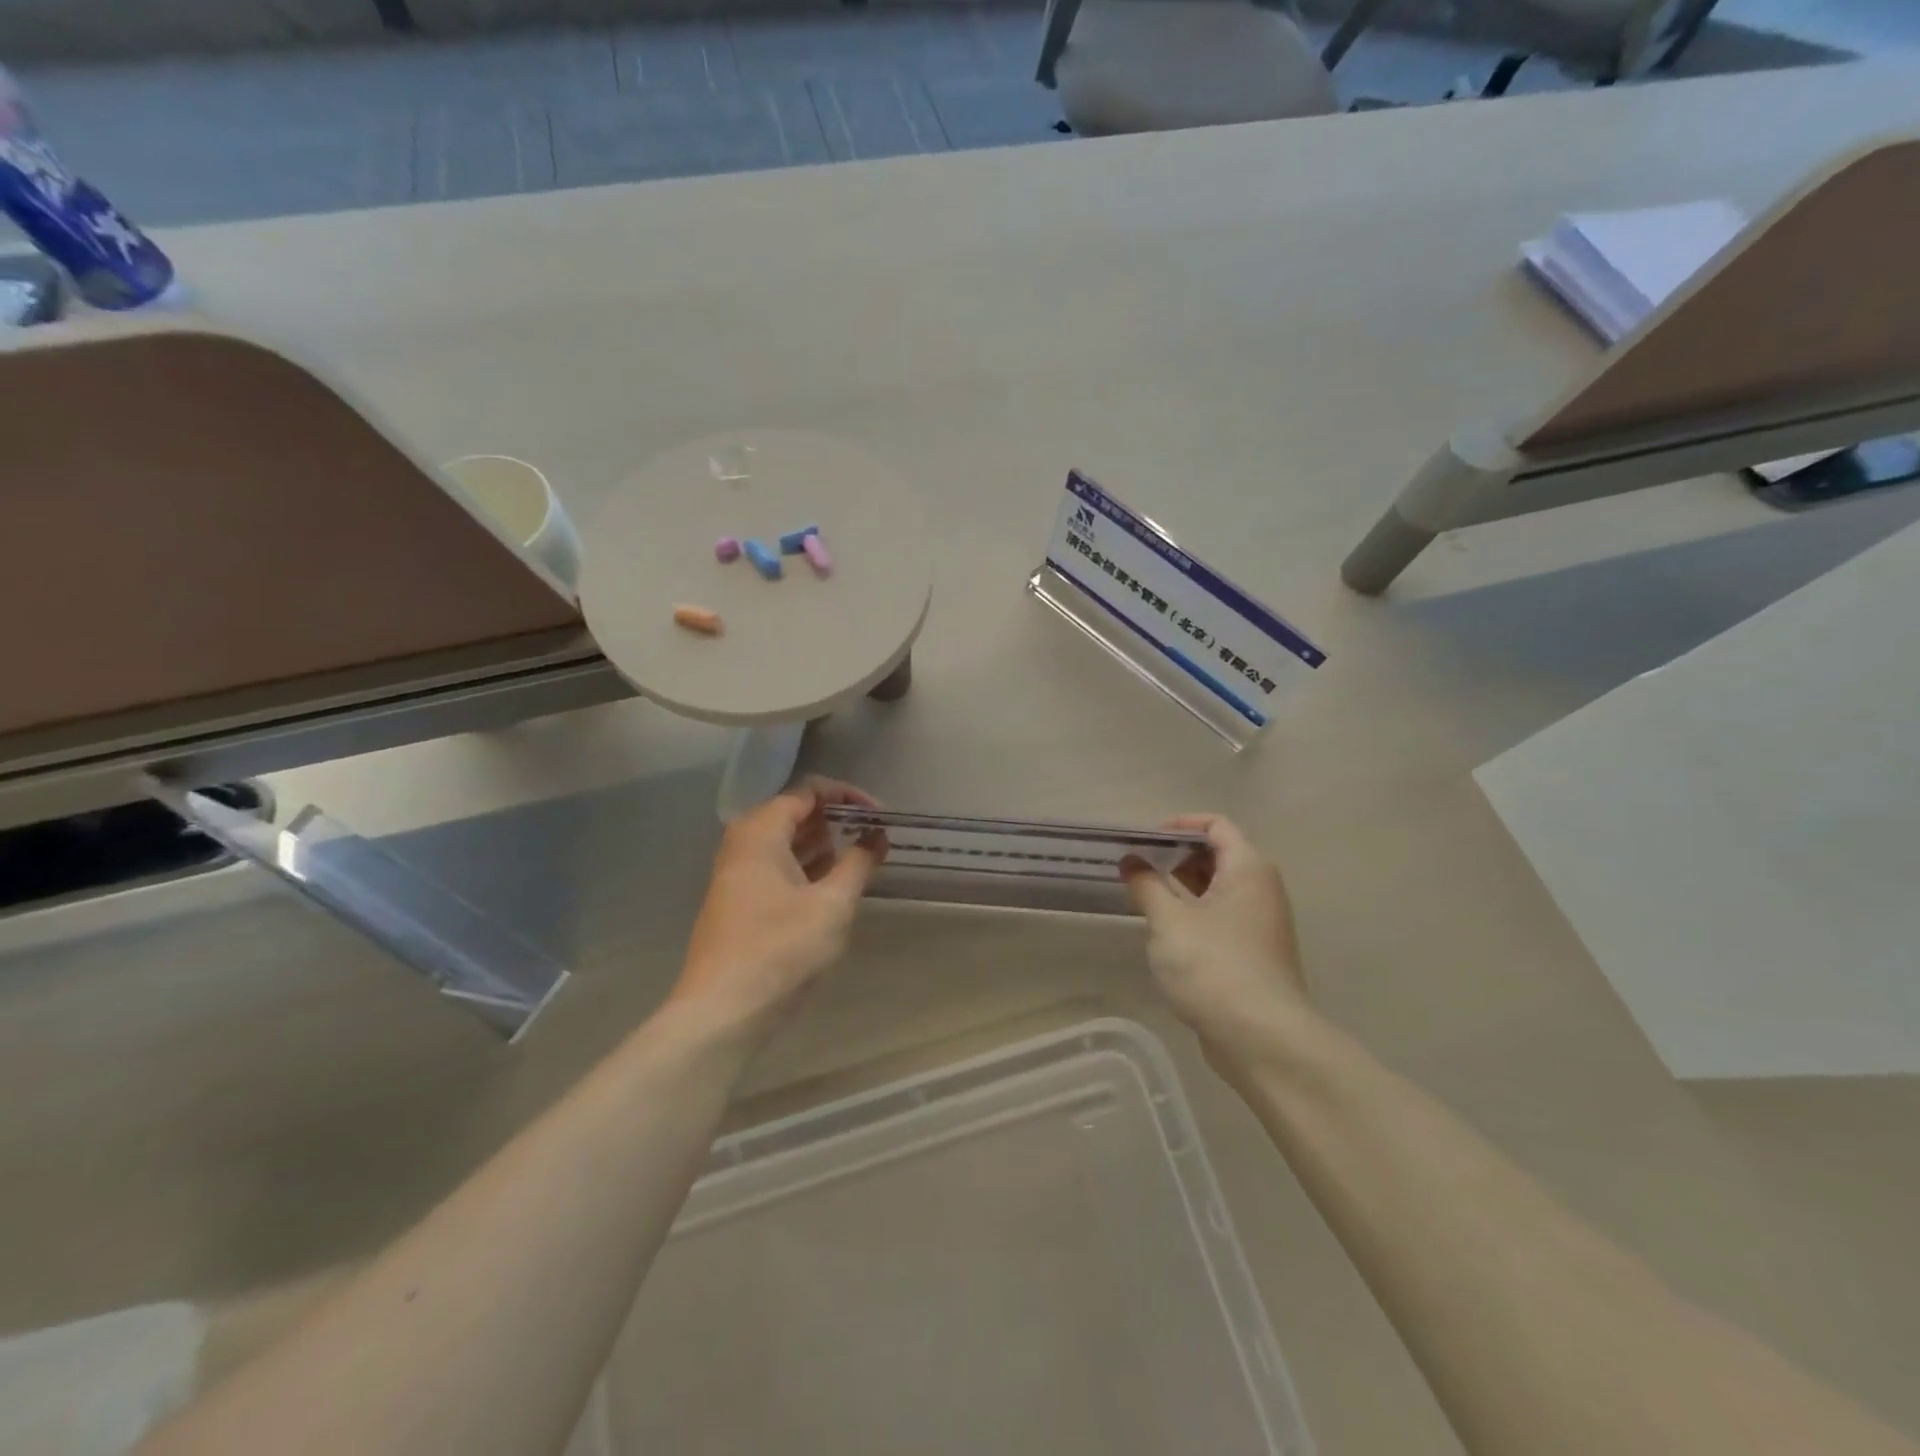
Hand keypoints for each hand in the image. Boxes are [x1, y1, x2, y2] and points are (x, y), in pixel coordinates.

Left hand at [670, 779, 886, 1045]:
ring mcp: (738, 875)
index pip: (808, 792)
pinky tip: (834, 884)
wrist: (722, 1013)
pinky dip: (808, 867)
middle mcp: (743, 844)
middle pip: (795, 814)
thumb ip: (858, 863)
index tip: (881, 817)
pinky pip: (779, 868)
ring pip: (787, 843)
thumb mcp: (832, 905)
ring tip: (862, 857)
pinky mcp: (740, 902)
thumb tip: (877, 835)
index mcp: (760, 832)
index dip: (849, 797)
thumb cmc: (780, 950)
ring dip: (825, 844)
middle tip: (875, 836)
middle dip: (838, 819)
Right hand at [1121, 815, 1308, 1055]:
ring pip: (1219, 888)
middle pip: (1219, 854)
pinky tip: (1166, 930)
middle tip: (1139, 867)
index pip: (1216, 825)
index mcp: (1247, 869)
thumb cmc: (1213, 966)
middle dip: (1176, 856)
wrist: (1262, 1038)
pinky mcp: (1254, 953)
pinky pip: (1221, 916)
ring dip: (1182, 886)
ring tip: (1145, 896)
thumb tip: (1131, 861)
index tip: (1144, 840)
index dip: (1179, 825)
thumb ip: (1146, 885)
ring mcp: (1261, 923)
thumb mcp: (1168, 922)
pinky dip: (1194, 912)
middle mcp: (1261, 889)